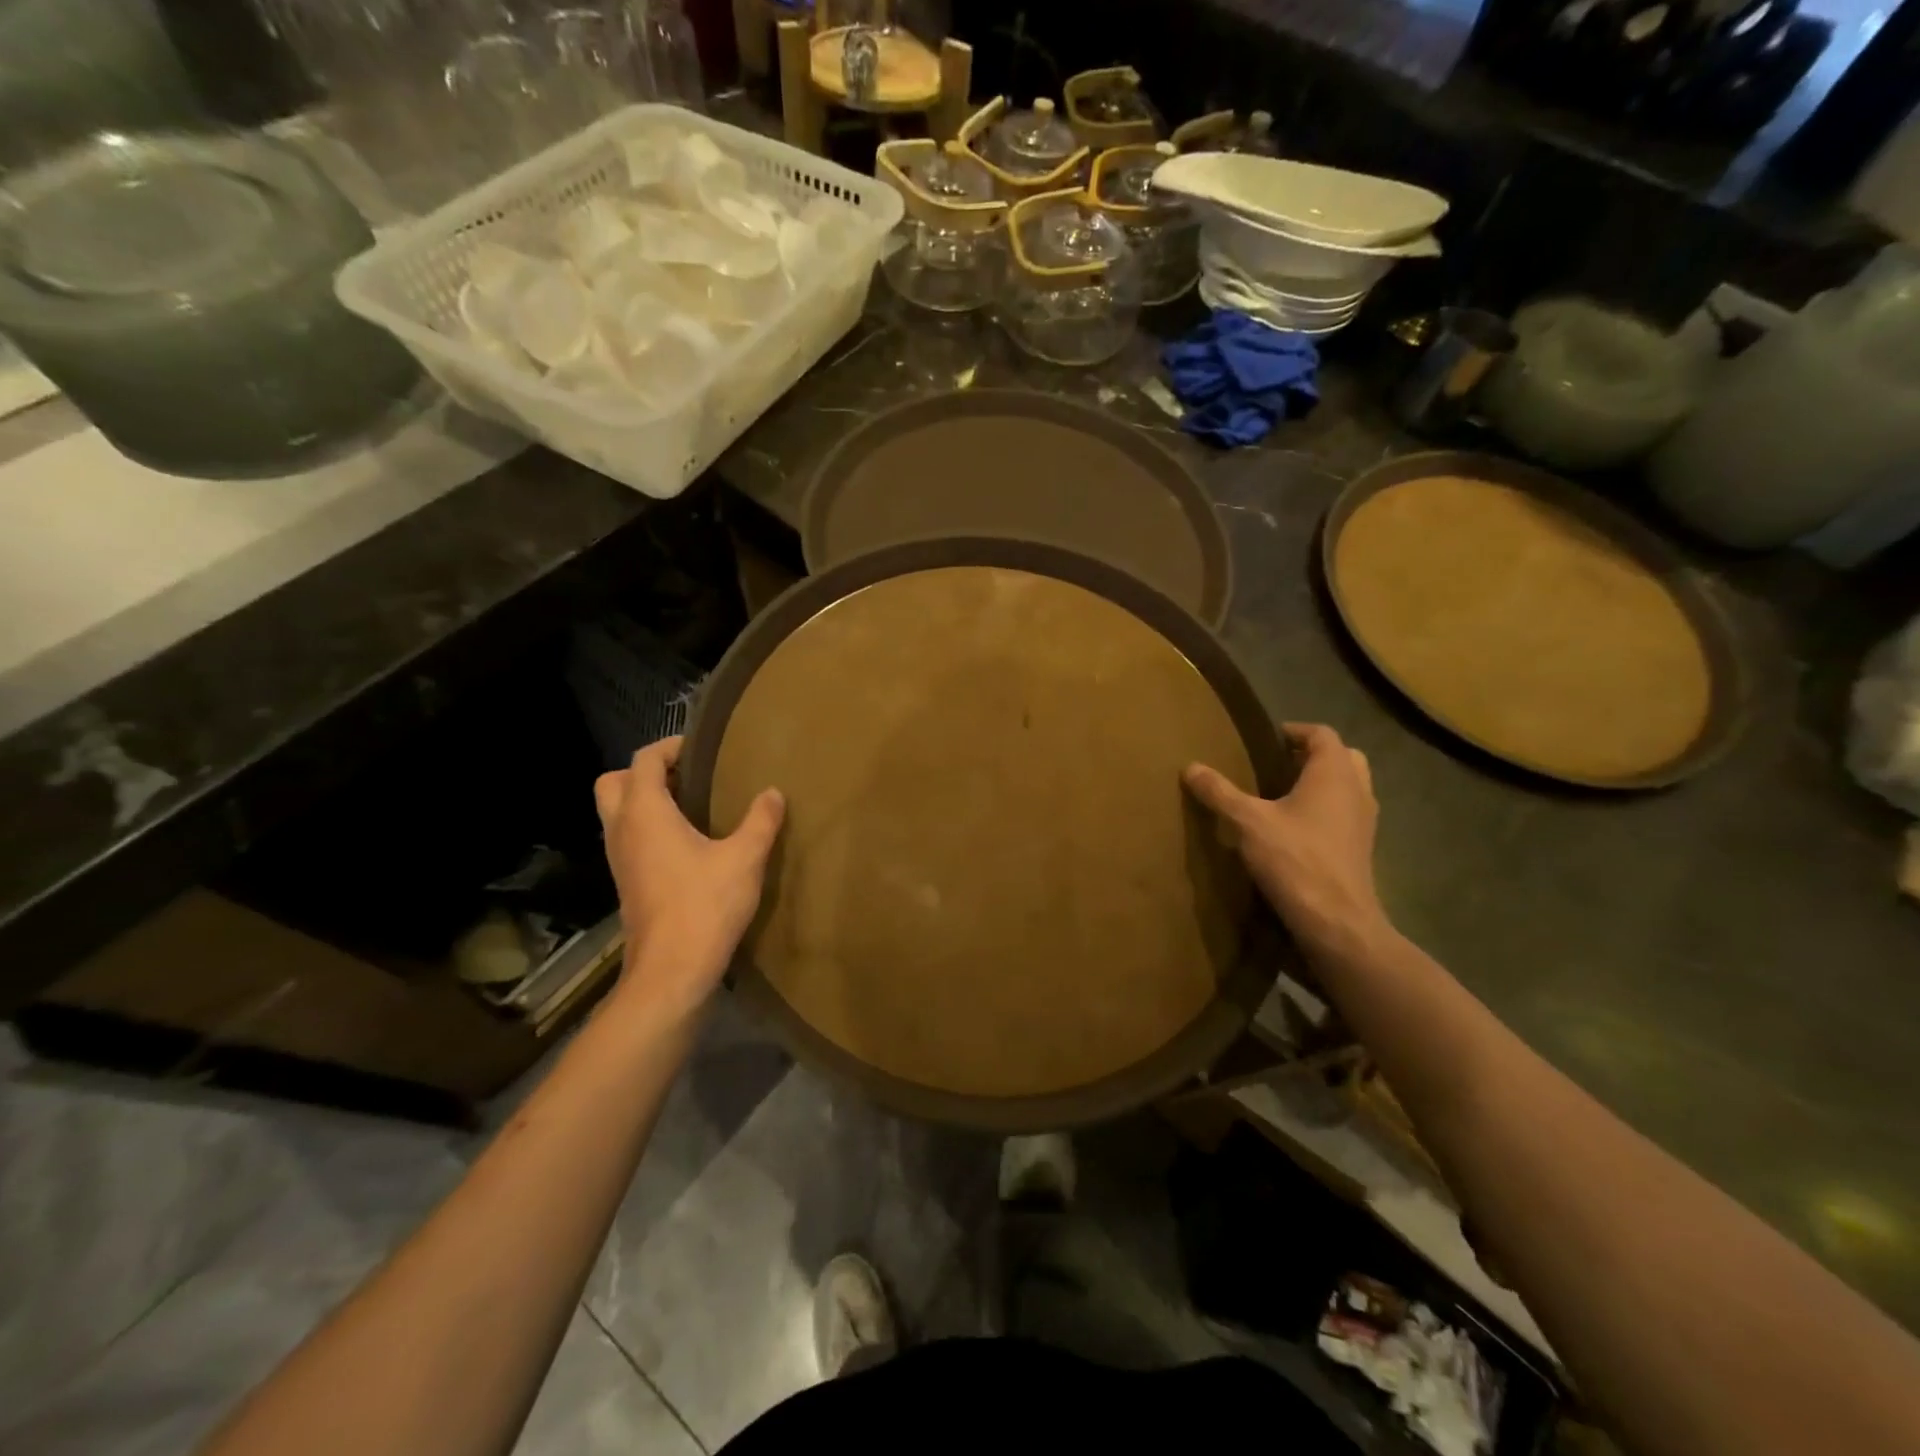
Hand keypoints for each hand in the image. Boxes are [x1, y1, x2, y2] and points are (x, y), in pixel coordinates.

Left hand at [594, 737, 784, 1011]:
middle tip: (685, 777)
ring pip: (616, 813)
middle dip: (644, 772)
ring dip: (644, 801)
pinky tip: (687, 843)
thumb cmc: (704, 905)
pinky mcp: (626, 882)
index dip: (670, 747)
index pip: (644, 760)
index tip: (701, 748)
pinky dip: (648, 828)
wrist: (671, 970)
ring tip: (691, 806)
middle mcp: (622, 830)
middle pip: (613, 782)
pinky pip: (628, 839)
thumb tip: (773, 793)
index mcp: (644, 813)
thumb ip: (760, 820)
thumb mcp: (744, 858)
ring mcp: (619, 859)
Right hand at [1184, 723, 1388, 960]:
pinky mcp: (1361, 848)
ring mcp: (1364, 821)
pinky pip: (1346, 814)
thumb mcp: (1247, 822)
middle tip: (1278, 764)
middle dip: (1312, 755)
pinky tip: (1296, 828)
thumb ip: (1220, 792)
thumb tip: (1190, 767)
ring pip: (1349, 787)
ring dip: (1322, 783)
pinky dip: (1327, 809)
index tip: (1267, 739)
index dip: (1295, 731)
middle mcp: (1357, 790)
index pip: (1322, 734)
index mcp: (1334, 773)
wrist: (1337, 921)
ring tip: (1283, 795)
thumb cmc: (1295, 859)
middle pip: (1343, 757)